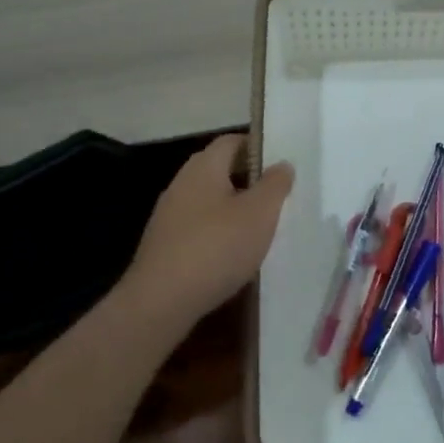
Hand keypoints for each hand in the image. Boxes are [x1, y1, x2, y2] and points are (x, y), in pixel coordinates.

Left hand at [120, 134, 293, 331]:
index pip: (231, 141)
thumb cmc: (217, 247)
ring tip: (260, 228)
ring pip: (209, 201)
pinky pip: (198, 228)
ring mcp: (169, 215)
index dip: (257, 147)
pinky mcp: (164, 245)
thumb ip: (275, 185)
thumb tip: (281, 164)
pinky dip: (218, 233)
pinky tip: (233, 254)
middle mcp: (181, 184)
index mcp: (203, 167)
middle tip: (277, 197)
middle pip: (219, 170)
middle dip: (248, 180)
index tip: (281, 165)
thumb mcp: (260, 213)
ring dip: (234, 209)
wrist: (161, 301)